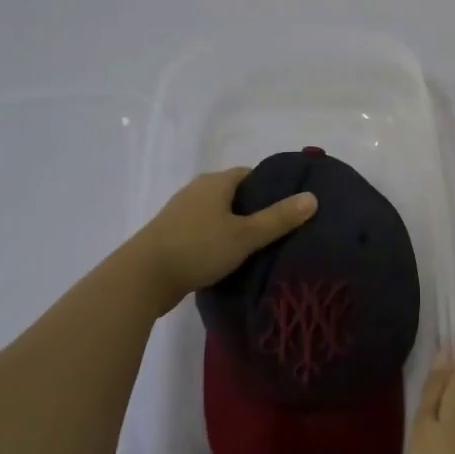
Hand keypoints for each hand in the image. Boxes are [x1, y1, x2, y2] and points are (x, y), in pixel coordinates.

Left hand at [128, 168, 317, 314]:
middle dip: (256, 208)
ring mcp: (181, 213)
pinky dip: (219, 240)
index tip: (290, 206)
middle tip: (281, 229)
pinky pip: (204, 231)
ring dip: (235, 226)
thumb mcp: (245, 235)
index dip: (272, 188)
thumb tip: (312, 197)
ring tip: (260, 247)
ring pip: (218, 214)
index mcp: (215, 182)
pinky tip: (230, 259)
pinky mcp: (172, 235)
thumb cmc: (197, 248)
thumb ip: (279, 218)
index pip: (251, 174)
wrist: (142, 278)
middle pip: (235, 194)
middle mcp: (197, 190)